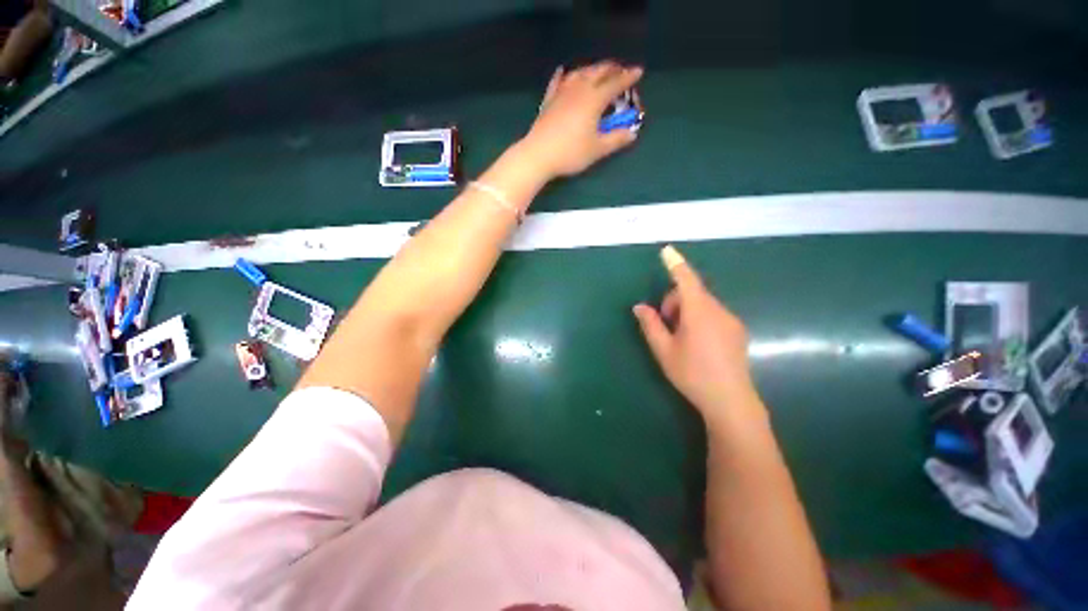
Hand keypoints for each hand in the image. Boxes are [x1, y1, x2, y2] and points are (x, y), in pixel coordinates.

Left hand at [520, 61, 642, 179]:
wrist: (539, 155)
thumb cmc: (571, 153)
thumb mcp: (597, 149)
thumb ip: (616, 140)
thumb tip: (631, 134)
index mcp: (594, 99)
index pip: (615, 83)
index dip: (628, 77)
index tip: (638, 72)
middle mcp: (579, 89)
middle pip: (598, 72)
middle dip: (612, 68)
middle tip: (620, 69)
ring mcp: (561, 93)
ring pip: (579, 73)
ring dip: (591, 69)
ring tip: (597, 71)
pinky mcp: (548, 101)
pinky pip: (557, 82)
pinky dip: (562, 75)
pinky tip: (563, 71)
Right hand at [633, 246, 766, 431]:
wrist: (731, 401)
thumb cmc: (692, 374)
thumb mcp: (664, 350)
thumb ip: (651, 325)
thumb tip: (639, 307)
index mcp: (699, 313)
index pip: (686, 280)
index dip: (675, 264)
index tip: (667, 250)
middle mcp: (718, 311)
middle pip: (692, 293)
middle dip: (674, 302)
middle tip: (666, 327)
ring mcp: (731, 321)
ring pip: (702, 304)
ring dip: (686, 312)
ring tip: (681, 339)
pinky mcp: (737, 331)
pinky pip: (713, 314)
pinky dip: (699, 318)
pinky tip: (698, 344)